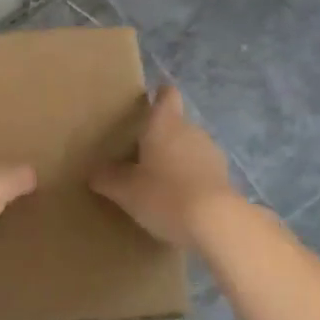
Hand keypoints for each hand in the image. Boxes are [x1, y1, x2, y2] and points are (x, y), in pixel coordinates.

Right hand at [90, 85, 236, 246]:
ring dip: (178, 159)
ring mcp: (212, 154)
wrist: (216, 224)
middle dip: (162, 136)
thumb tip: (94, 172)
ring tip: (160, 181)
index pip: (167, 95)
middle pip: (177, 124)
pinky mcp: (225, 178)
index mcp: (165, 123)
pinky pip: (202, 172)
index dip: (159, 95)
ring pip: (190, 148)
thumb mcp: (125, 190)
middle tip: (141, 154)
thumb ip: (107, 178)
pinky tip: (180, 202)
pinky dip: (192, 180)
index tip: (149, 103)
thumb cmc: (164, 194)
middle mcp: (191, 130)